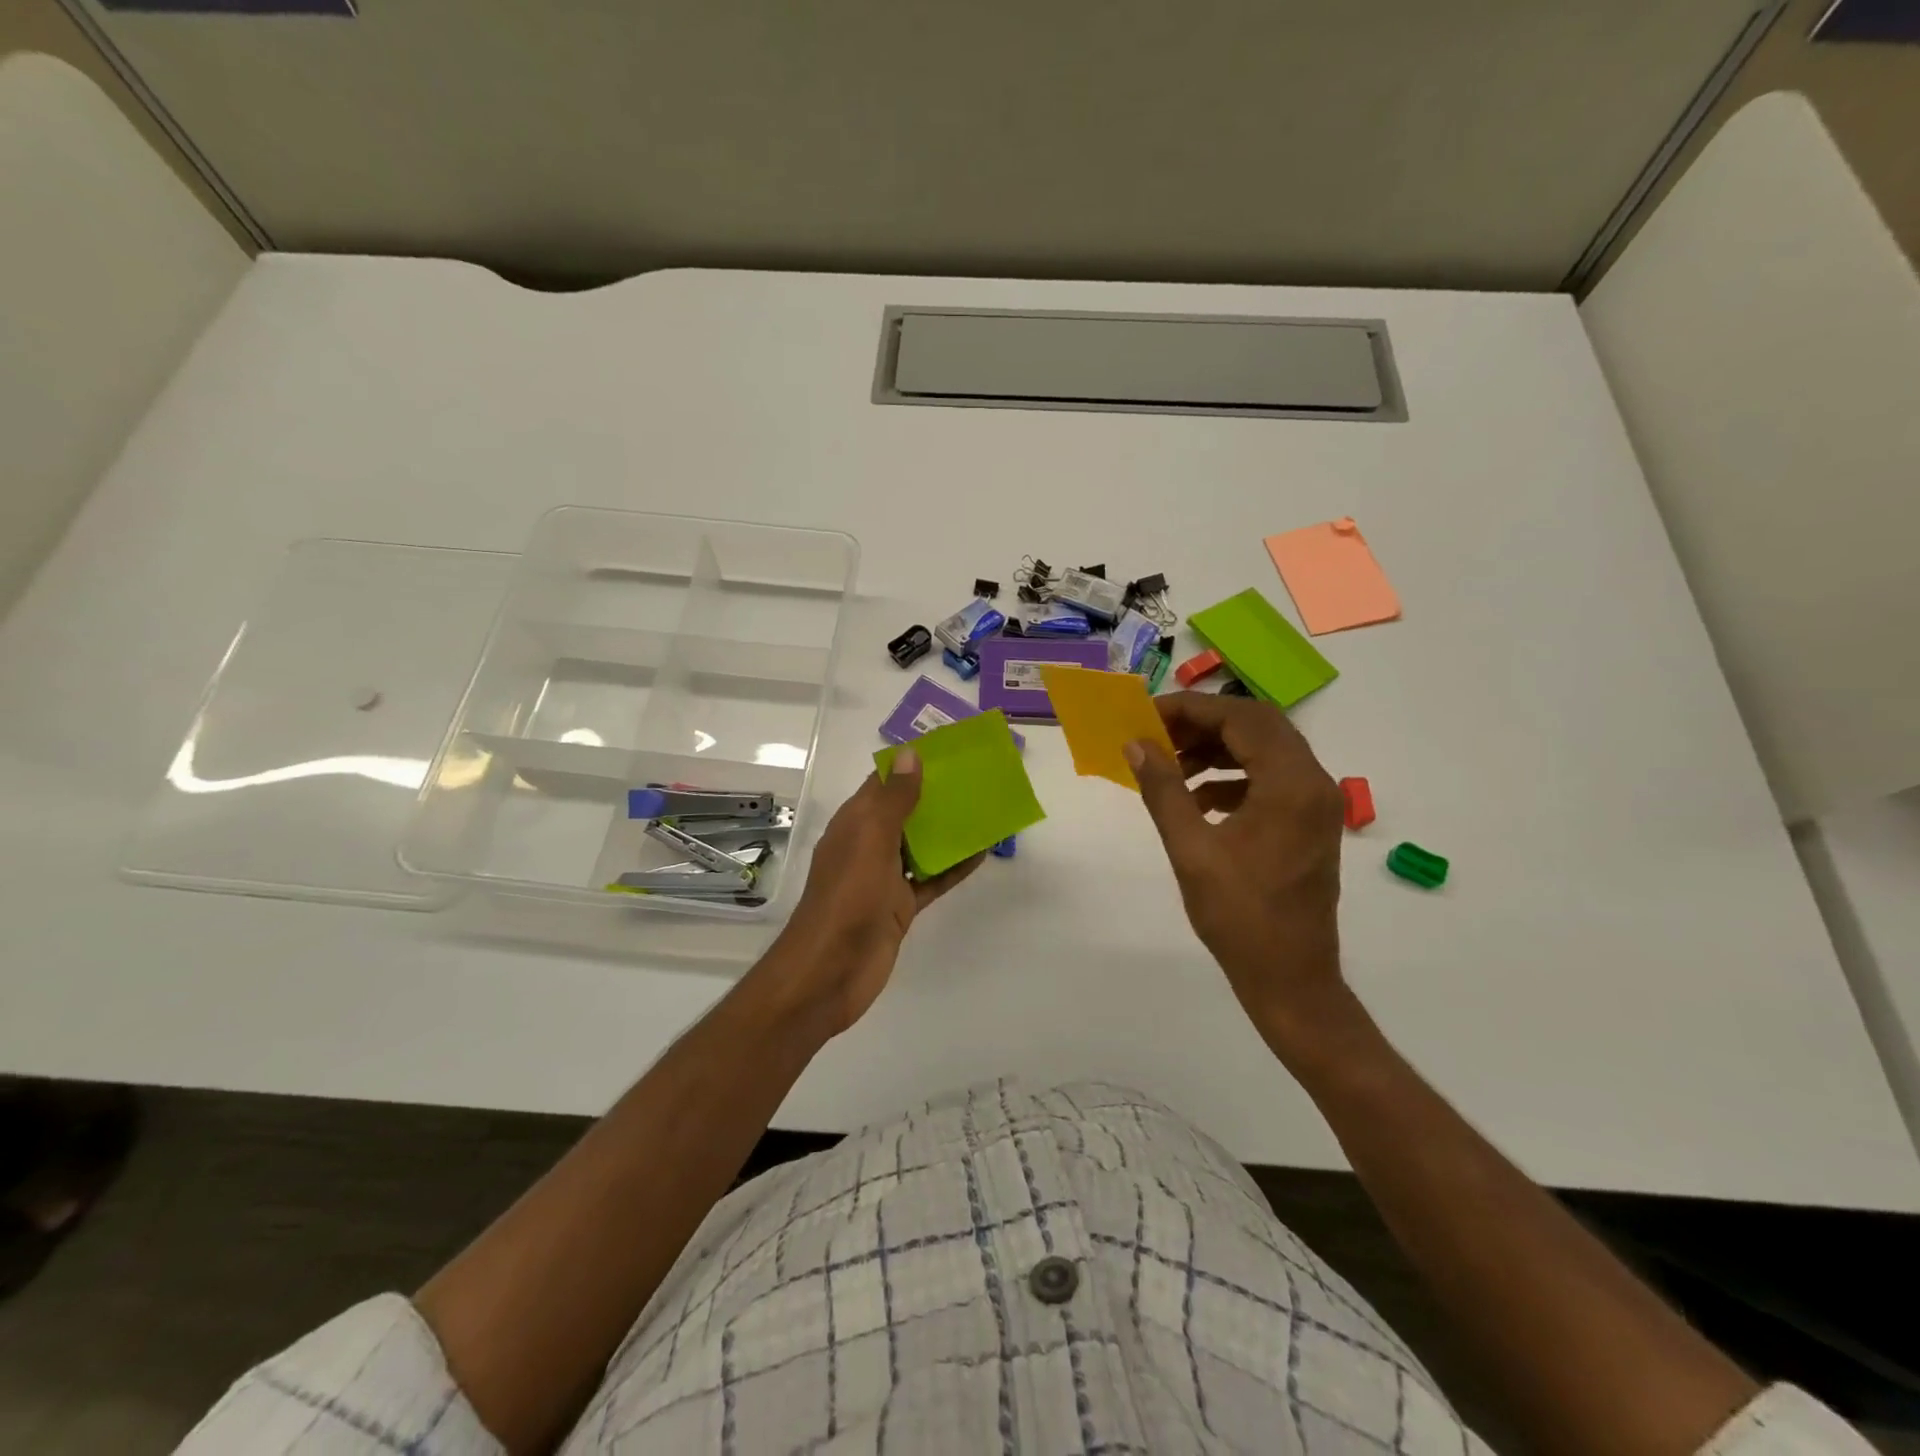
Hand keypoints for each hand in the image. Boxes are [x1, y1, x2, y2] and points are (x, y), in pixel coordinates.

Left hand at [756, 750, 981, 1036]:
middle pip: (906, 812)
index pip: (883, 783)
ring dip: (949, 830)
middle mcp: (868, 845)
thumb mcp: (870, 840)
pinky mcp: (900, 906)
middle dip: (936, 795)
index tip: (948, 750)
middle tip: (978, 779)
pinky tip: (983, 853)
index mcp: (854, 823)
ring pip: (921, 845)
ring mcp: (884, 877)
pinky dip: (954, 867)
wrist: (831, 971)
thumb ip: (893, 800)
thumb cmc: (848, 897)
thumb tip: (910, 755)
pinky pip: (931, 879)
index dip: (911, 765)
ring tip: (987, 809)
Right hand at [1125, 692, 1347, 1040]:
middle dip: (1203, 724)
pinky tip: (1197, 799)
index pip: (1240, 719)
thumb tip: (1136, 744)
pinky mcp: (1310, 824)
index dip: (1191, 710)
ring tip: (1170, 766)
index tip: (1146, 717)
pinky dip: (1232, 776)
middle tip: (1157, 735)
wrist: (1290, 980)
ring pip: (1265, 750)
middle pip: (1257, 726)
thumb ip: (1163, 790)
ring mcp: (1316, 804)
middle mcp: (1313, 784)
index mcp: (1291, 785)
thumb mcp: (1191, 850)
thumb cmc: (1239, 918)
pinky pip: (1270, 778)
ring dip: (1217, 749)